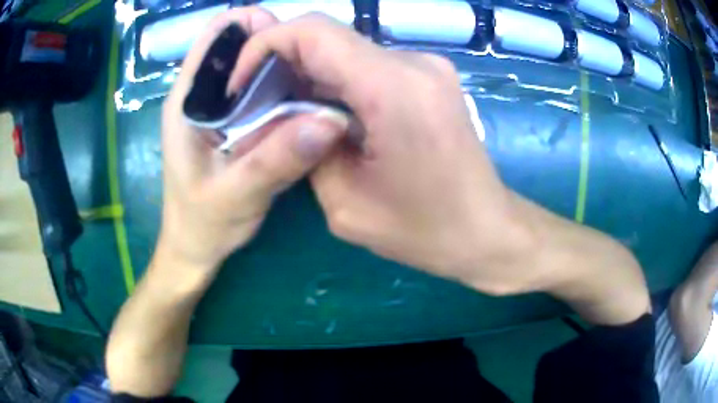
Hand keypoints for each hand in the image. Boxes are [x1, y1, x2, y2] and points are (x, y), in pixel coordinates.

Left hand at [158, 8, 348, 279]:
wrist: (195, 248)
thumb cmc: (203, 224)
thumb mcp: (237, 195)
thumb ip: (276, 160)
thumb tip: (330, 120)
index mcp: (188, 100)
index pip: (217, 35)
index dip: (252, 25)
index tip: (291, 42)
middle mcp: (202, 95)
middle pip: (241, 45)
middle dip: (278, 45)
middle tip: (315, 69)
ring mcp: (220, 108)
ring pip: (255, 67)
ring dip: (287, 68)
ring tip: (318, 85)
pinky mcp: (235, 123)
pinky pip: (264, 93)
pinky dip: (287, 91)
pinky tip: (307, 107)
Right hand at [231, 14, 538, 294]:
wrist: (487, 230)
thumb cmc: (424, 231)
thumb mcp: (345, 204)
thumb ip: (306, 148)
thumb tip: (288, 116)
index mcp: (392, 88)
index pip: (311, 31)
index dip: (264, 45)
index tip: (242, 82)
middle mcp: (413, 63)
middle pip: (327, 36)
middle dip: (282, 62)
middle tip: (258, 103)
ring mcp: (427, 66)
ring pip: (347, 50)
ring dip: (309, 73)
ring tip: (285, 111)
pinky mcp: (431, 78)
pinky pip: (370, 64)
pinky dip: (338, 80)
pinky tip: (325, 111)